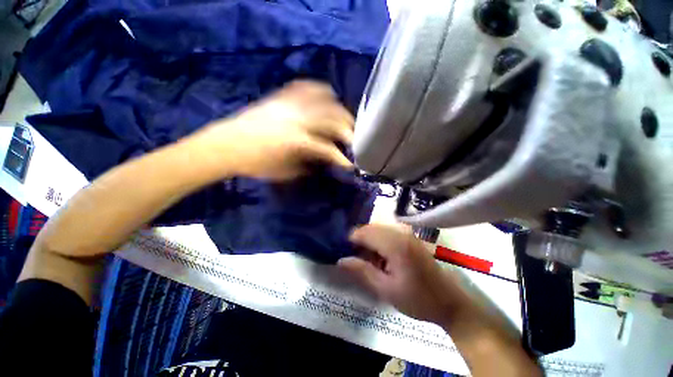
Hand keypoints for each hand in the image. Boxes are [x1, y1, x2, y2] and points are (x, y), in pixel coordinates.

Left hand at [193, 80, 354, 180]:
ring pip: (323, 100)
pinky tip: (327, 95)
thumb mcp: (286, 172)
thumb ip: (309, 165)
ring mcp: (289, 105)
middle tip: (354, 138)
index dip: (342, 158)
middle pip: (332, 120)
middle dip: (348, 129)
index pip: (328, 149)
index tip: (350, 164)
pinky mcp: (280, 98)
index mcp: (298, 142)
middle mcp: (297, 120)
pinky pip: (304, 87)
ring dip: (338, 109)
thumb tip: (323, 161)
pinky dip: (319, 89)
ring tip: (345, 118)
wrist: (227, 146)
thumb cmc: (256, 164)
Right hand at [338, 224, 473, 324]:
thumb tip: (341, 260)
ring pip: (377, 228)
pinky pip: (387, 232)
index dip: (351, 241)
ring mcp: (407, 232)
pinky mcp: (410, 236)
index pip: (363, 232)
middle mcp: (400, 232)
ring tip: (368, 261)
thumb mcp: (386, 290)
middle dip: (359, 241)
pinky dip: (378, 241)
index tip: (344, 253)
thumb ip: (362, 271)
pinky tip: (381, 258)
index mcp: (395, 244)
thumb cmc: (418, 299)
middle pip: (370, 227)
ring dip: (369, 241)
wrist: (450, 302)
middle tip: (356, 259)